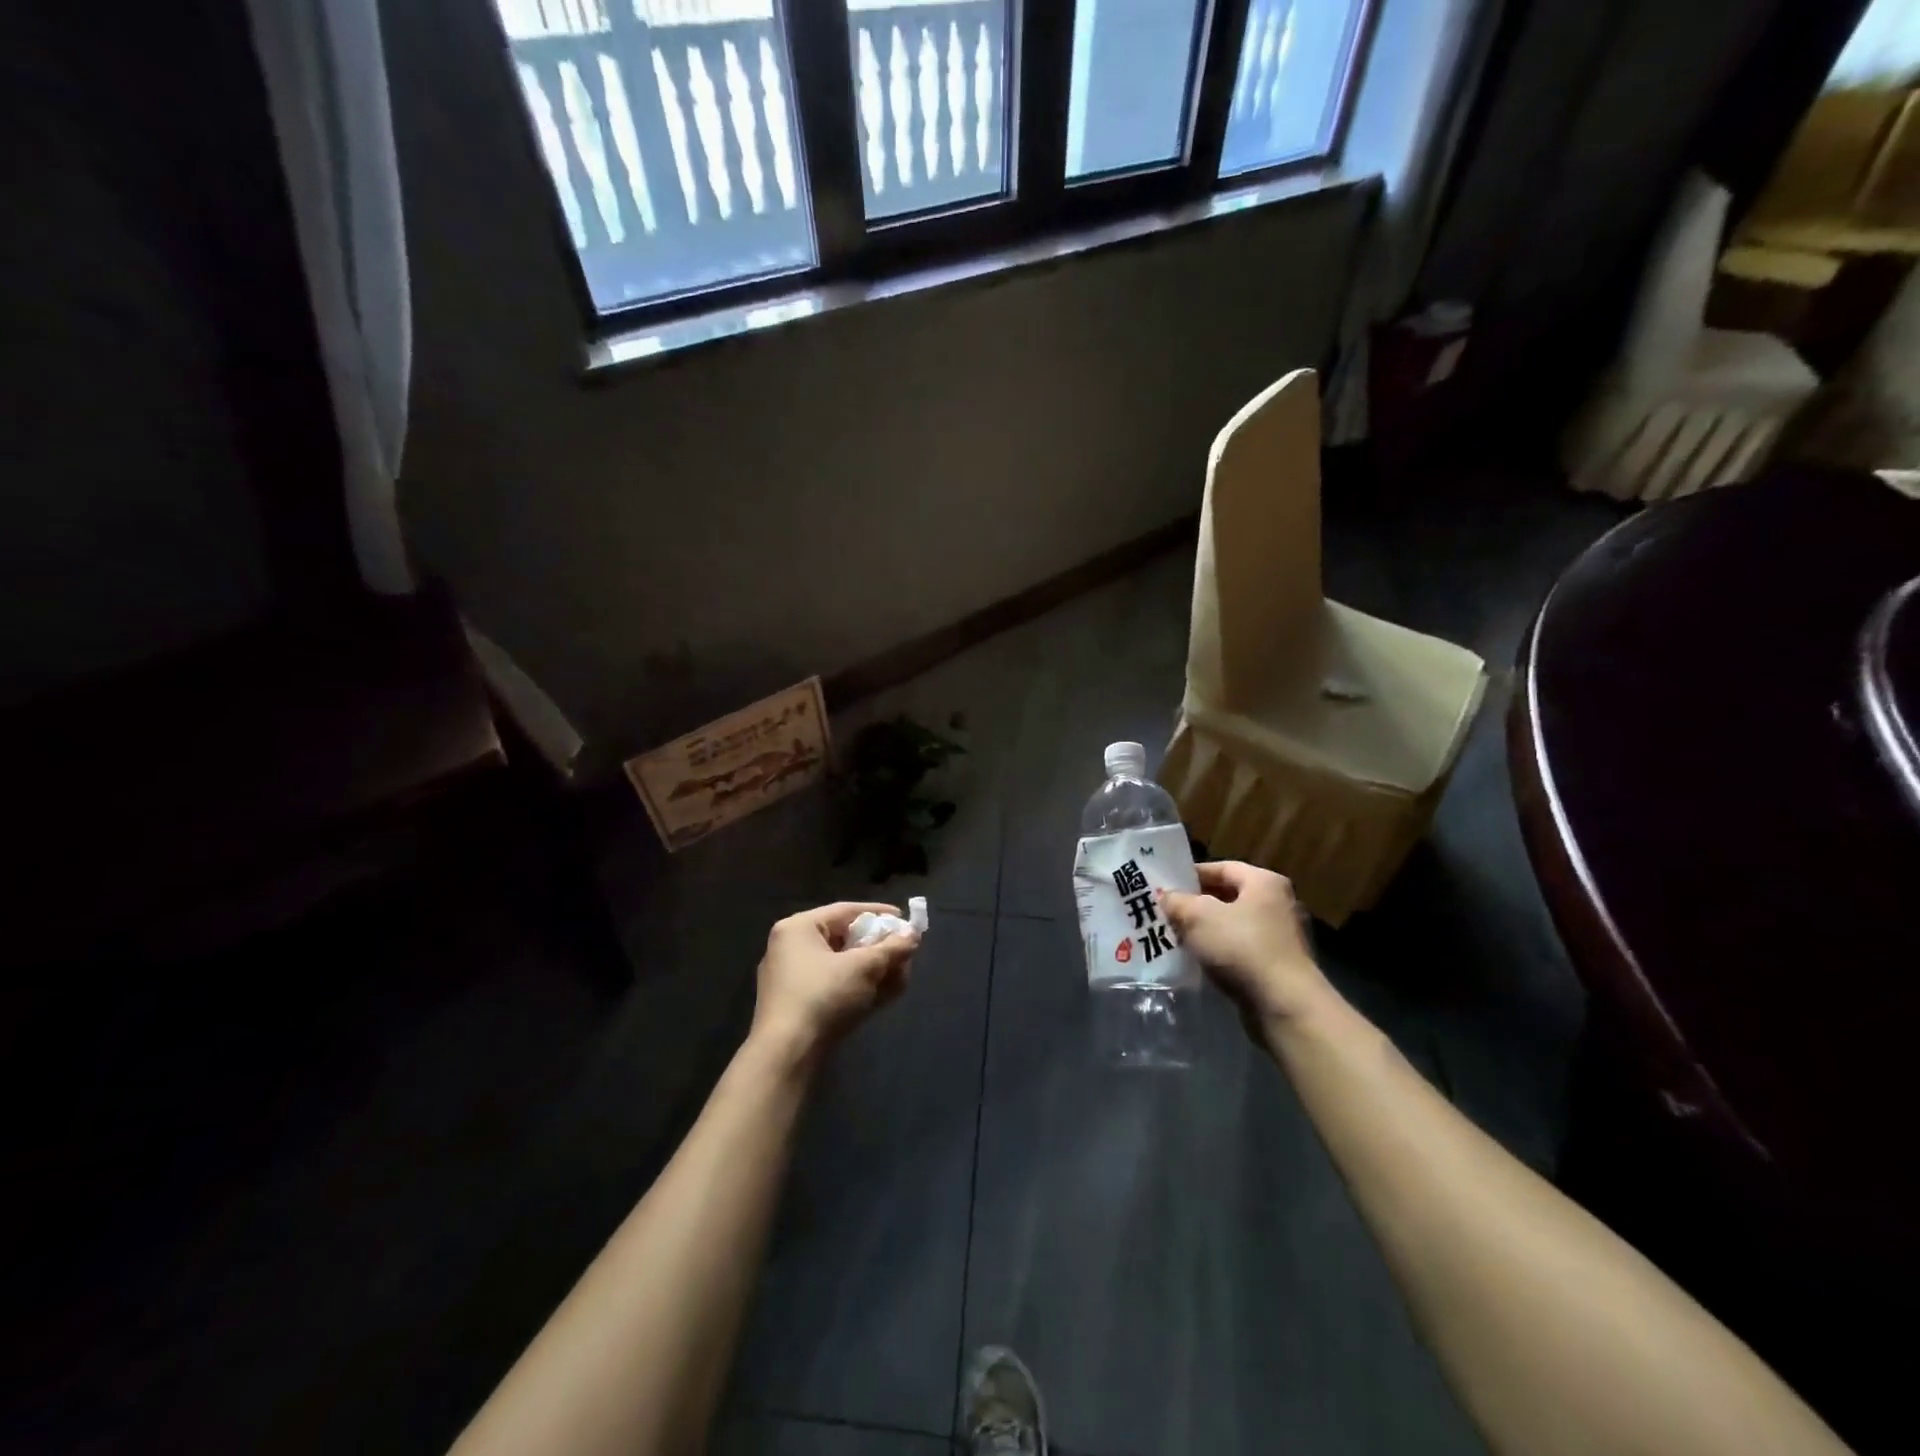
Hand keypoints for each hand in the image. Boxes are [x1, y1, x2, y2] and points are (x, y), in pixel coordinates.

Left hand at [750, 902, 919, 1063]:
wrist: (786, 1054)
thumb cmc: (823, 997)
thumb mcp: (863, 968)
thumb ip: (891, 949)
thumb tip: (914, 935)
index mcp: (798, 928)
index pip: (845, 911)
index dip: (879, 914)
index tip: (905, 920)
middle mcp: (790, 948)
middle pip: (844, 938)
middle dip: (879, 948)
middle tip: (905, 952)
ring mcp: (791, 979)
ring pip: (840, 965)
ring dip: (873, 969)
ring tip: (901, 975)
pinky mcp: (796, 1005)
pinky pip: (833, 985)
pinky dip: (858, 986)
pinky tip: (884, 994)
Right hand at [1162, 862, 1331, 1036]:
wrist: (1284, 1004)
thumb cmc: (1241, 947)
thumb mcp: (1198, 917)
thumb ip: (1177, 901)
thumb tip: (1166, 896)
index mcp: (1264, 882)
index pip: (1223, 867)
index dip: (1192, 874)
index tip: (1166, 886)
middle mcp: (1278, 904)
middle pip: (1228, 896)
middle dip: (1196, 904)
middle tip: (1167, 912)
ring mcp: (1281, 937)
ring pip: (1233, 925)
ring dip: (1206, 931)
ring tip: (1176, 937)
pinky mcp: (1278, 966)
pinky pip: (1241, 950)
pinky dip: (1220, 952)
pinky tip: (1199, 961)